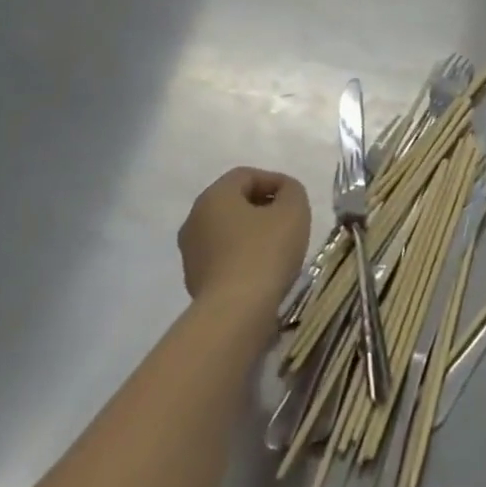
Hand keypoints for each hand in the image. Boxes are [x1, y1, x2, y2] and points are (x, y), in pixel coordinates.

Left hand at [177, 167, 309, 311]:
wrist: (236, 311)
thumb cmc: (266, 251)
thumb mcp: (293, 211)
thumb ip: (292, 191)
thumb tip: (284, 192)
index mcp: (214, 196)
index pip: (246, 175)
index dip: (274, 180)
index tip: (295, 198)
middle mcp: (194, 219)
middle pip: (233, 202)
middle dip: (262, 206)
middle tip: (288, 219)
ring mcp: (190, 251)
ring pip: (227, 230)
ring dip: (251, 231)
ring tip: (278, 246)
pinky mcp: (194, 279)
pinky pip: (222, 255)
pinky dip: (242, 254)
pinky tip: (262, 268)